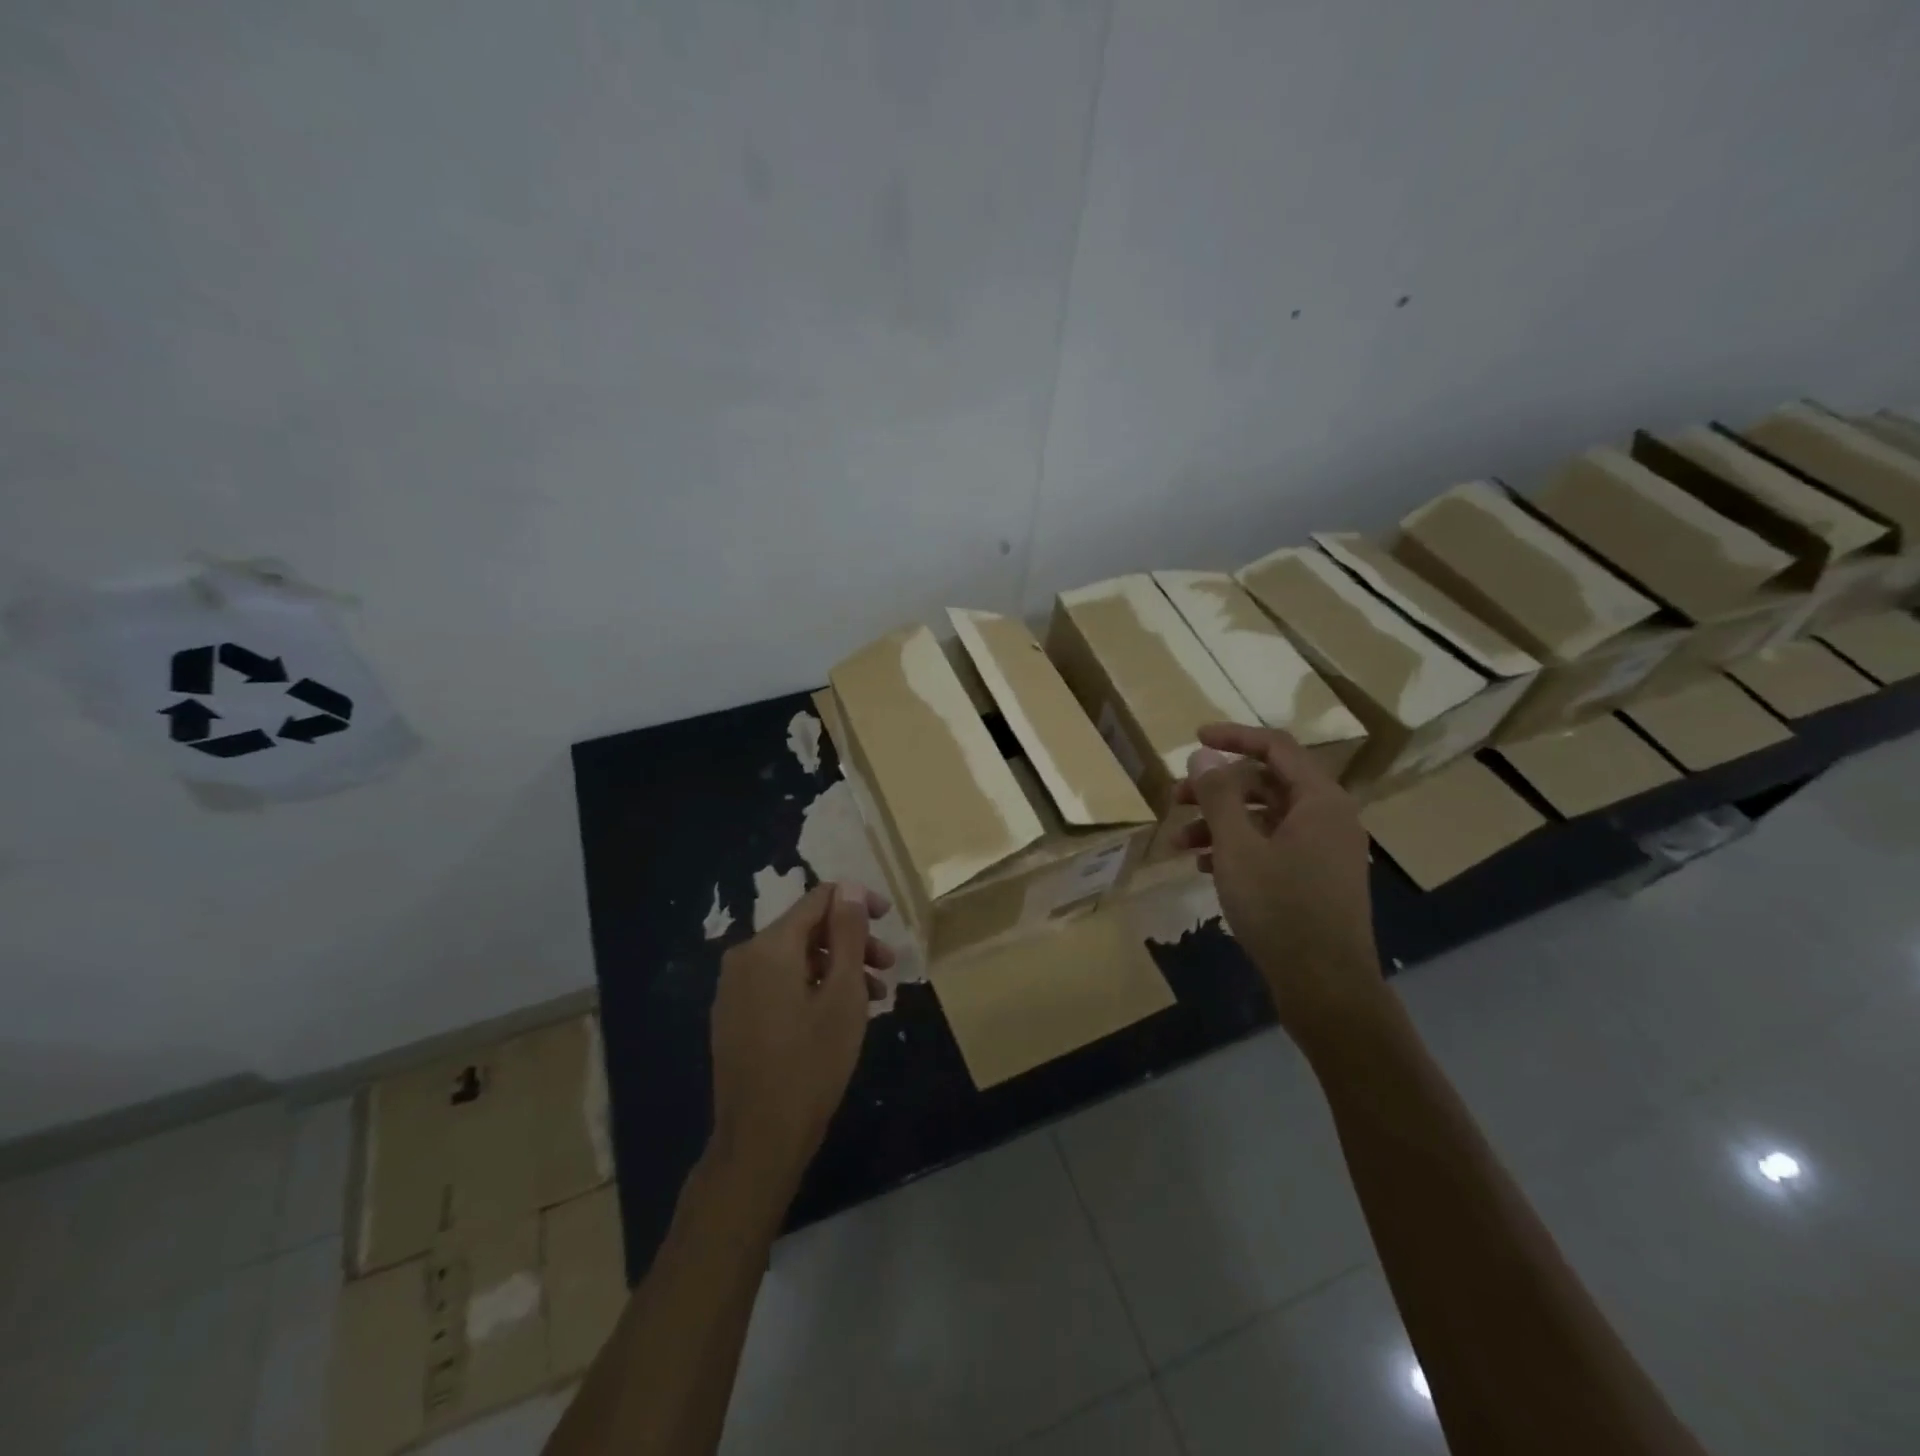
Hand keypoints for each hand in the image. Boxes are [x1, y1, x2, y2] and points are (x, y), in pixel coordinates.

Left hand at [708, 881, 895, 1202]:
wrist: (759, 1140)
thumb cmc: (811, 1064)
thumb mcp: (843, 995)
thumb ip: (848, 934)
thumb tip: (848, 887)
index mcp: (769, 946)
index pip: (818, 899)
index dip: (857, 902)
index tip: (889, 920)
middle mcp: (744, 957)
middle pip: (807, 930)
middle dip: (852, 943)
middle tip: (888, 968)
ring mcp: (734, 988)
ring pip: (795, 959)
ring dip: (836, 969)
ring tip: (873, 998)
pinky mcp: (733, 1016)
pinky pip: (778, 983)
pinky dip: (812, 987)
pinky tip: (838, 1015)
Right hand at [1174, 724, 1385, 1048]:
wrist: (1326, 987)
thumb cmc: (1280, 909)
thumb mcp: (1238, 847)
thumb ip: (1218, 795)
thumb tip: (1203, 756)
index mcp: (1319, 800)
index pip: (1276, 747)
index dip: (1234, 737)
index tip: (1195, 739)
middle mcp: (1328, 818)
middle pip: (1266, 784)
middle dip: (1216, 789)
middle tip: (1175, 798)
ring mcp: (1324, 851)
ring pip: (1264, 819)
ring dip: (1219, 824)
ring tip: (1178, 843)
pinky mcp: (1315, 879)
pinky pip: (1272, 847)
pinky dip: (1237, 849)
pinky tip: (1203, 866)